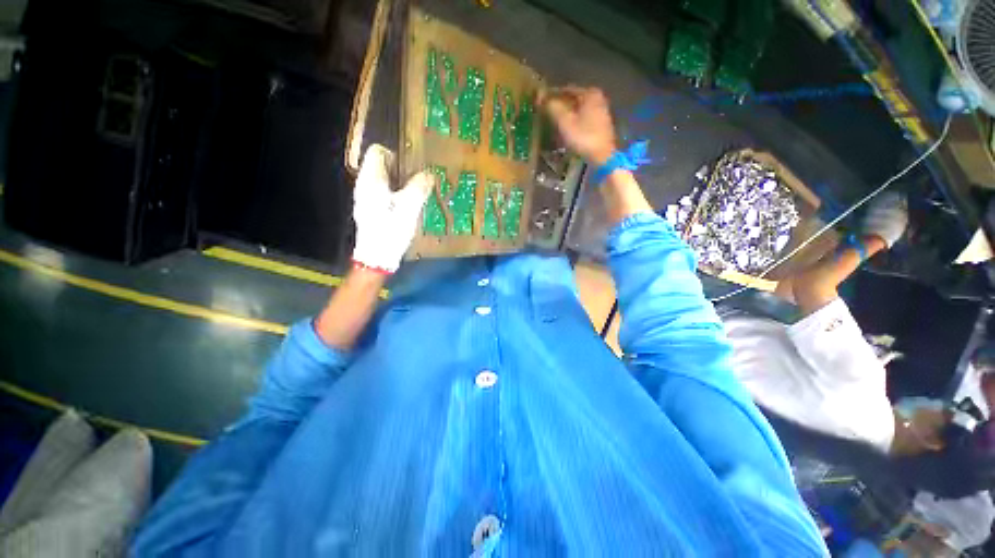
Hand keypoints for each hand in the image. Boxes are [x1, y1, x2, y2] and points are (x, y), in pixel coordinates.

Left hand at [352, 144, 433, 272]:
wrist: (377, 256)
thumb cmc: (391, 229)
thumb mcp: (410, 207)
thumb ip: (419, 187)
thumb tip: (429, 174)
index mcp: (371, 179)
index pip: (378, 151)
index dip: (396, 156)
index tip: (412, 170)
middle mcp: (364, 184)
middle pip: (381, 166)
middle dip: (401, 171)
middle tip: (418, 183)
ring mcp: (366, 198)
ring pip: (384, 181)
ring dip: (400, 184)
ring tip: (416, 196)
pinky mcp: (370, 209)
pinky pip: (384, 193)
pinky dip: (396, 195)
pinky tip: (406, 208)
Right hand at [542, 86, 616, 164]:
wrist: (602, 157)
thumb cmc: (583, 137)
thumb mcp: (565, 122)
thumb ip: (553, 107)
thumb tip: (541, 98)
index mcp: (590, 93)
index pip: (566, 90)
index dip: (552, 96)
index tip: (540, 103)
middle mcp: (597, 98)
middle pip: (573, 100)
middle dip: (559, 106)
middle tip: (545, 114)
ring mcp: (601, 112)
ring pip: (578, 111)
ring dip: (565, 116)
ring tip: (552, 124)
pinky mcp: (600, 125)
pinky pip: (582, 120)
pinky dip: (573, 123)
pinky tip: (565, 131)